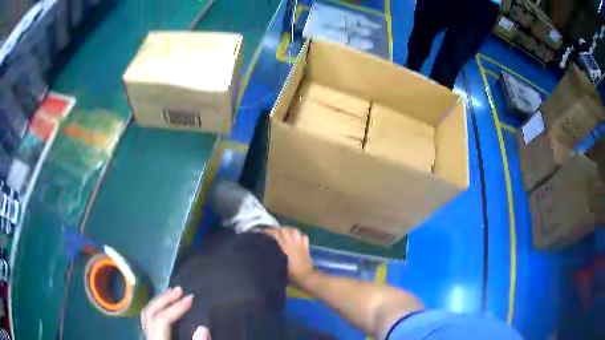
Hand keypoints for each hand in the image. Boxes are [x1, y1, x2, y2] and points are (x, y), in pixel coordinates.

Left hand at [140, 287, 209, 339]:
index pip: (162, 319)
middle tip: (180, 289)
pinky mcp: (152, 337)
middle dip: (164, 299)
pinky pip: (149, 318)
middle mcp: (149, 336)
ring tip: (172, 293)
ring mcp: (148, 336)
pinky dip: (157, 308)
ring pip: (146, 313)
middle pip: (150, 312)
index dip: (175, 307)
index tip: (190, 298)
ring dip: (159, 301)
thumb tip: (203, 327)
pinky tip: (166, 306)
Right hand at [263, 228, 313, 283]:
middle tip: (271, 232)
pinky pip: (304, 237)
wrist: (305, 277)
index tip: (261, 231)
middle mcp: (292, 243)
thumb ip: (275, 256)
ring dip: (288, 230)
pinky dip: (299, 236)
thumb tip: (269, 251)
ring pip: (294, 231)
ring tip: (283, 232)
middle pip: (284, 230)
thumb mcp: (279, 266)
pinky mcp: (306, 247)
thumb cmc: (291, 274)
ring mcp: (300, 244)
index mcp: (285, 248)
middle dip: (276, 229)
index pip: (275, 235)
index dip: (268, 232)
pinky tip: (296, 238)